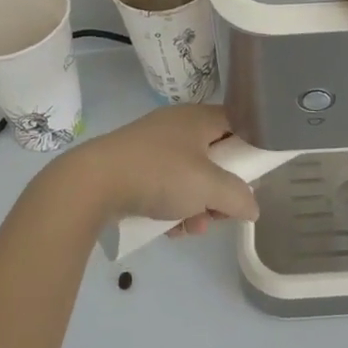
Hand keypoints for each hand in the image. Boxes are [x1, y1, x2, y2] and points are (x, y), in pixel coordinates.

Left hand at [43, 104, 258, 235]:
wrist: (92, 183)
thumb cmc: (159, 174)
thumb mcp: (208, 186)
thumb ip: (238, 196)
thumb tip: (253, 206)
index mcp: (198, 118)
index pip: (238, 123)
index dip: (250, 149)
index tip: (254, 178)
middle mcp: (177, 126)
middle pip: (215, 157)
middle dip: (221, 190)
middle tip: (220, 213)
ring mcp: (153, 146)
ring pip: (190, 177)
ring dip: (197, 205)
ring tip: (192, 228)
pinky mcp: (133, 167)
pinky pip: (165, 186)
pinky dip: (172, 207)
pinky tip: (170, 230)